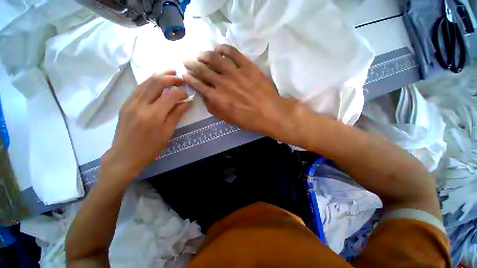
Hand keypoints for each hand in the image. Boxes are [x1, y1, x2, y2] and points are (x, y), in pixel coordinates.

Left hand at [101, 71, 190, 180]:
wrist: (125, 155)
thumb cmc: (150, 147)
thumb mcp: (167, 132)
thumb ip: (177, 114)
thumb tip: (188, 102)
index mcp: (153, 115)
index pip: (170, 96)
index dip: (181, 92)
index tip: (188, 94)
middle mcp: (140, 105)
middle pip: (156, 83)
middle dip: (171, 77)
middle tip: (181, 78)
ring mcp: (130, 102)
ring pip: (146, 82)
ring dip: (160, 75)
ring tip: (171, 72)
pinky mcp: (126, 103)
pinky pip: (139, 88)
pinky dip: (150, 82)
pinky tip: (157, 81)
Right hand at [182, 45, 299, 139]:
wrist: (270, 113)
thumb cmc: (249, 120)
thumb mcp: (227, 119)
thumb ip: (213, 107)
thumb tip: (204, 96)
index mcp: (217, 98)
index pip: (198, 85)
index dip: (189, 79)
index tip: (184, 74)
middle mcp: (222, 83)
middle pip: (203, 70)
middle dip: (192, 64)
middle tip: (187, 61)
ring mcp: (235, 73)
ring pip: (215, 58)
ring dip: (205, 55)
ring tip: (200, 54)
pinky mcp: (247, 66)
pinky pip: (233, 53)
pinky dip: (224, 48)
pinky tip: (219, 48)